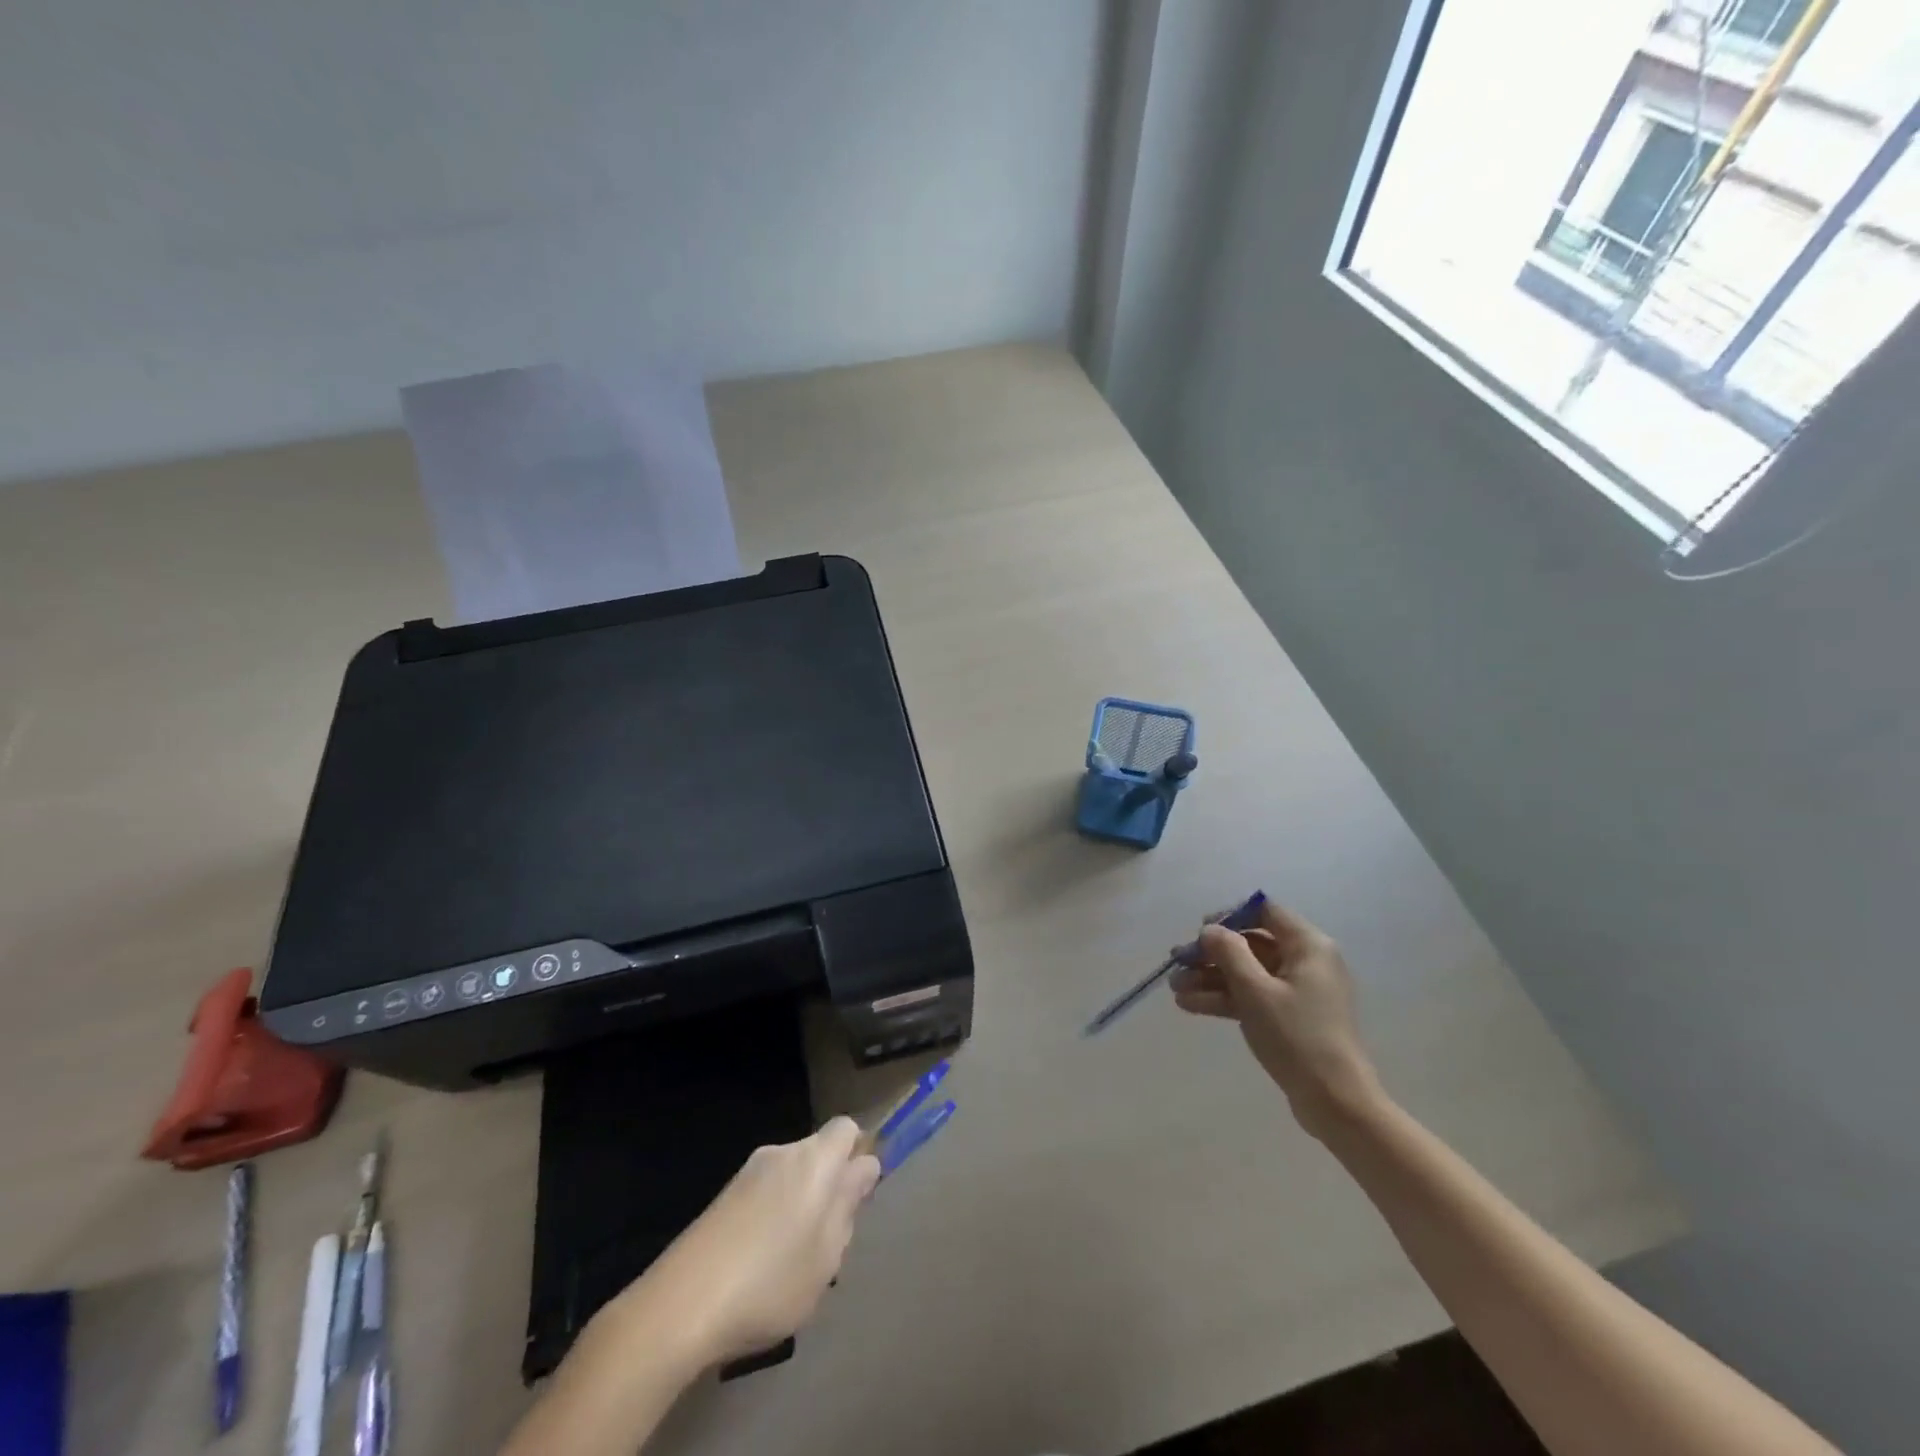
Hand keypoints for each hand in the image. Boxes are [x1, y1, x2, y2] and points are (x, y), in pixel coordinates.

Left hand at [615, 1117, 881, 1367]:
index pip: (847, 1129)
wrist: (679, 1307)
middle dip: (828, 1189)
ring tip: (790, 1266)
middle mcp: (781, 1153)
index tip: (857, 1197)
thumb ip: (848, 1205)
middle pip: (818, 1155)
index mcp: (813, 1160)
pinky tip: (758, 1269)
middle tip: (827, 1245)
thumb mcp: (827, 1255)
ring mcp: (747, 1173)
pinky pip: (763, 1196)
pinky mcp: (721, 1198)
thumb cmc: (769, 1282)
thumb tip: (864, 1166)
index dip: (858, 1156)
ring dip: (799, 1208)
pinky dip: (770, 1220)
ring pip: (791, 1178)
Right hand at [1170, 900, 1383, 1137]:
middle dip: (1211, 954)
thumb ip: (1229, 952)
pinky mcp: (1291, 1017)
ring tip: (1174, 989)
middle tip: (1177, 962)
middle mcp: (1306, 962)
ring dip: (1210, 978)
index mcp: (1308, 946)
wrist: (1335, 1102)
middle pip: (1251, 943)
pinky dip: (1224, 998)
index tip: (1200, 932)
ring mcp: (1298, 991)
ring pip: (1247, 972)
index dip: (1229, 916)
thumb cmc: (1297, 1037)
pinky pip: (1252, 996)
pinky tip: (1190, 1005)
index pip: (1265, 910)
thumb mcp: (1255, 990)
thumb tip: (1211, 930)